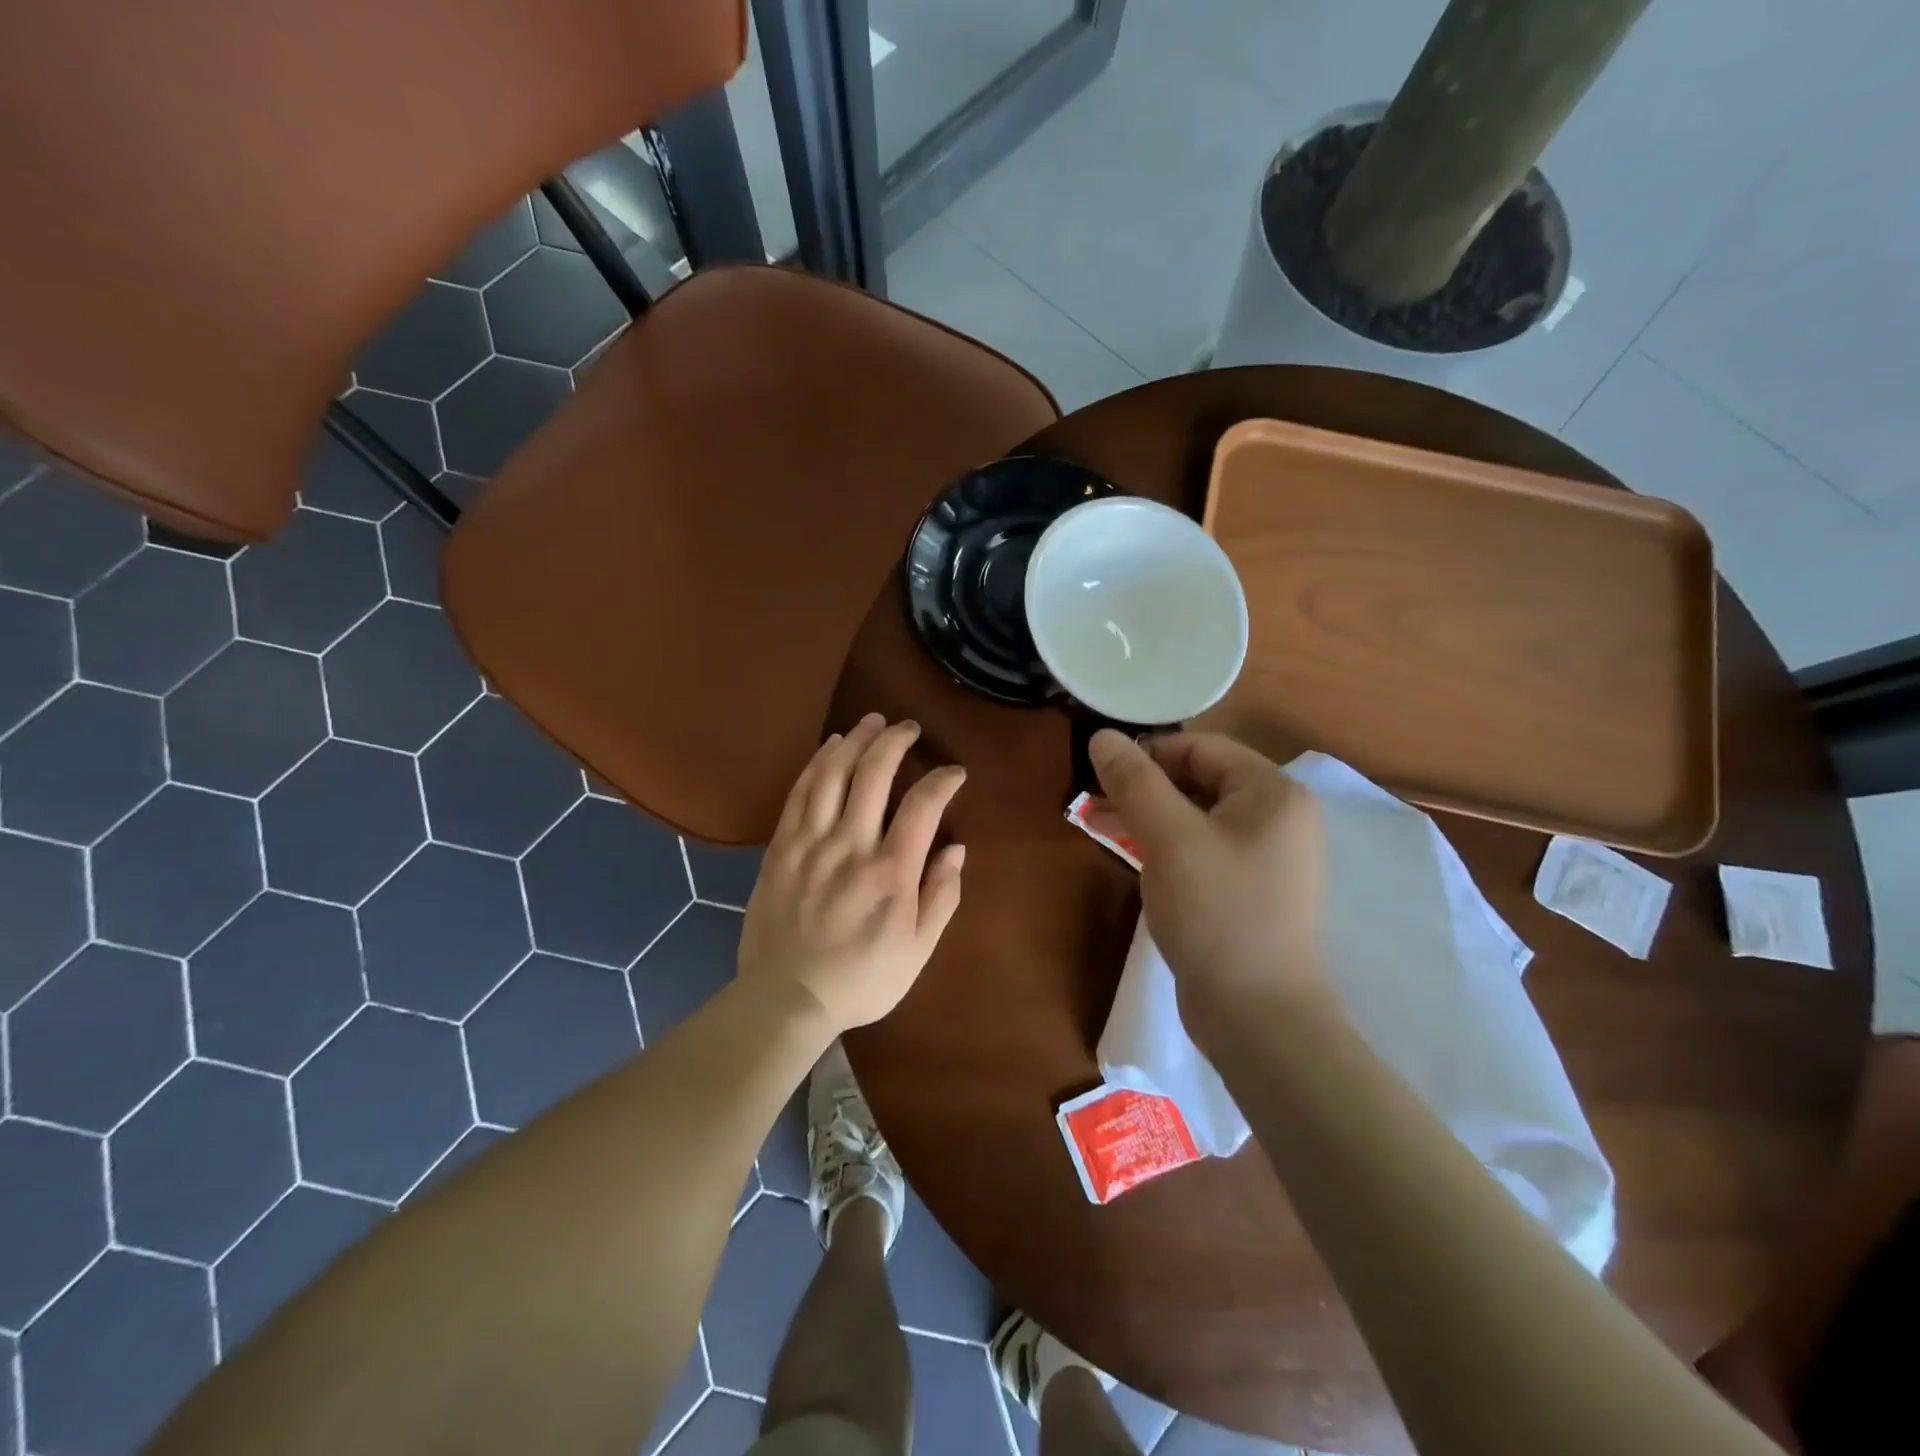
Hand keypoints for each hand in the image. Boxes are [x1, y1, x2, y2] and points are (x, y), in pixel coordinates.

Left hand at [738, 714, 966, 1032]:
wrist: (786, 998)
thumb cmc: (861, 979)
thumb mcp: (918, 950)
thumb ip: (941, 896)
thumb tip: (956, 849)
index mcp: (891, 872)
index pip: (923, 805)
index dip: (942, 779)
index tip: (953, 772)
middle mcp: (851, 846)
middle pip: (873, 774)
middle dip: (895, 741)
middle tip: (908, 727)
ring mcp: (810, 843)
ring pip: (833, 774)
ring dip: (855, 741)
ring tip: (872, 722)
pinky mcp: (781, 848)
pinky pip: (799, 793)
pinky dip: (817, 763)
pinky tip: (830, 747)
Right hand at [1088, 730, 1329, 1031]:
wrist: (1258, 1016)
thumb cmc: (1217, 913)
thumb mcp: (1169, 838)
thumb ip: (1135, 781)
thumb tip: (1102, 735)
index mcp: (1273, 793)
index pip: (1201, 748)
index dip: (1148, 752)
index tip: (1101, 772)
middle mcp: (1277, 818)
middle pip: (1199, 781)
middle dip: (1142, 787)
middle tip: (1092, 802)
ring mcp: (1265, 858)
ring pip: (1195, 818)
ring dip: (1146, 816)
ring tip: (1098, 824)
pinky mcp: (1247, 891)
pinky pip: (1200, 850)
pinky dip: (1164, 846)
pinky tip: (1130, 854)